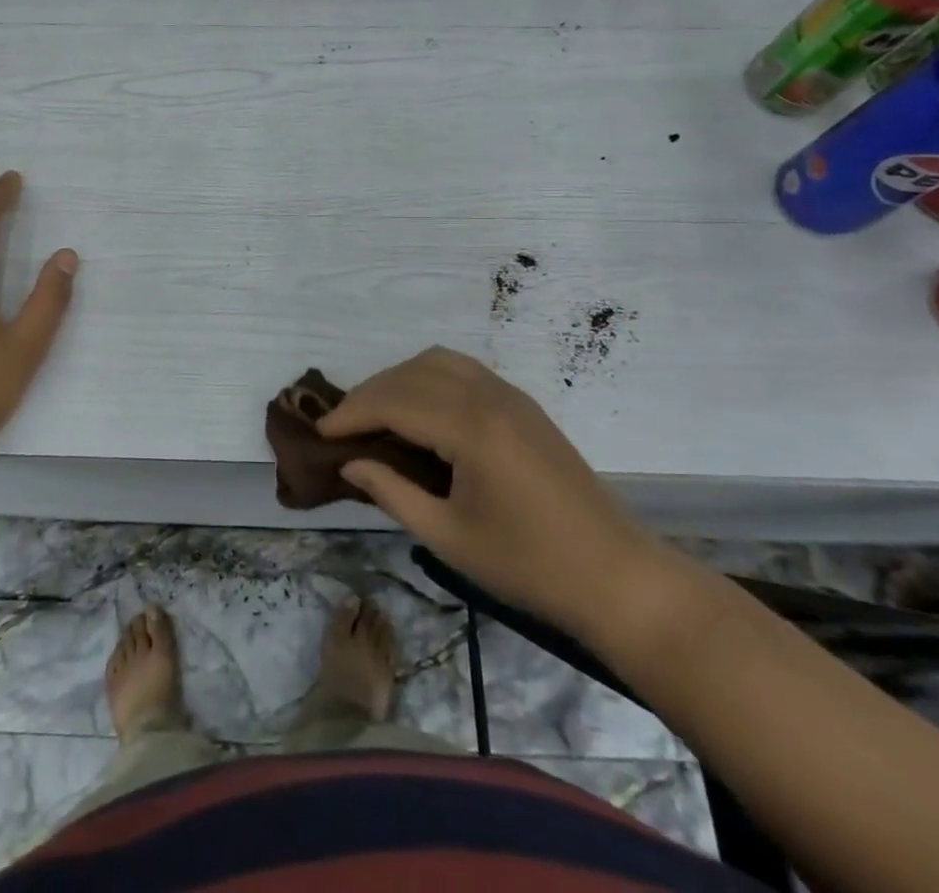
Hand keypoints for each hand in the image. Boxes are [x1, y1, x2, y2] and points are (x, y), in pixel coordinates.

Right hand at [320, 347, 673, 647]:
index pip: (394, 401)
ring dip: (399, 380)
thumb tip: (351, 464)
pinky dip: (428, 379)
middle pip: (411, 374)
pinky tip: (420, 412)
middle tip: (342, 427)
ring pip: (437, 361)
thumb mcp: (450, 537)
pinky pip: (463, 371)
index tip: (320, 433)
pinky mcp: (524, 406)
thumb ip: (393, 493)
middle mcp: (489, 396)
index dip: (351, 414)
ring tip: (376, 415)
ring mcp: (511, 396)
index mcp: (471, 428)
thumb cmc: (530, 566)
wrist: (618, 578)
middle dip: (369, 393)